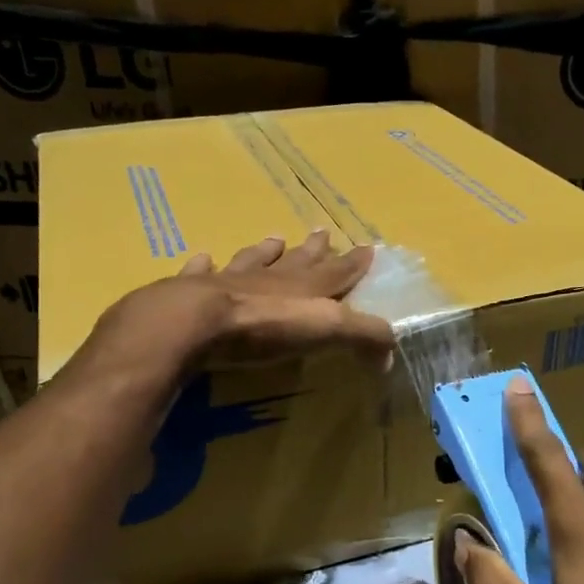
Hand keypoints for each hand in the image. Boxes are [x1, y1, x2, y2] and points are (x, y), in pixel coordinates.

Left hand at [94, 231, 394, 372]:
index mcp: (303, 286)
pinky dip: (204, 265)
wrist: (193, 322)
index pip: (336, 272)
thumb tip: (391, 351)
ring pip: (253, 260)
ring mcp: (229, 280)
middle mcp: (269, 277)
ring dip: (265, 251)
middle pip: (297, 260)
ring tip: (274, 238)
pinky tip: (203, 257)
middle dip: (313, 249)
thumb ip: (363, 337)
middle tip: (322, 232)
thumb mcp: (326, 330)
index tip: (366, 247)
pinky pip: (201, 272)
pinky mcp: (192, 291)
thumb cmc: (264, 327)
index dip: (353, 262)